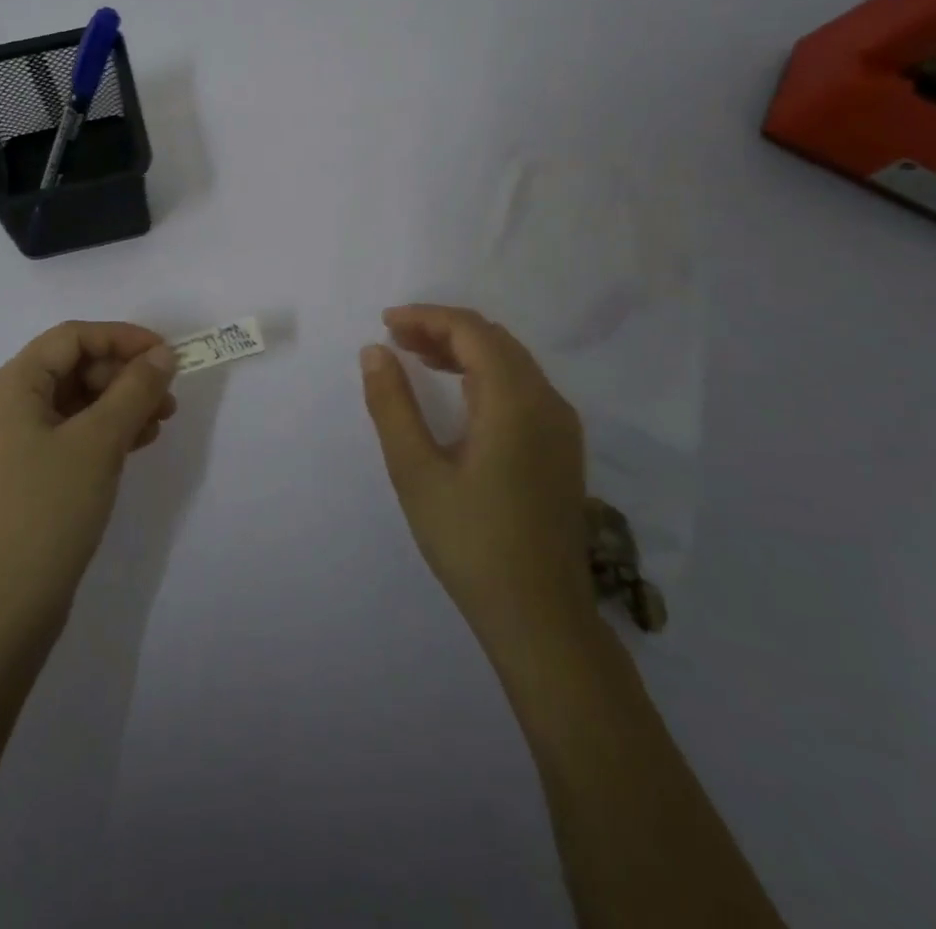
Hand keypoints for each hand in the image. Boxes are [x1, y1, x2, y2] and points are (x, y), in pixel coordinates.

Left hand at [0, 322, 178, 641]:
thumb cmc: (47, 512)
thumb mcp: (99, 443)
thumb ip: (135, 390)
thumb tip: (163, 355)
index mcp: (7, 386)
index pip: (71, 338)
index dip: (122, 338)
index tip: (167, 355)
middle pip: (69, 369)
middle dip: (123, 376)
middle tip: (167, 398)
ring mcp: (4, 445)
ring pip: (69, 405)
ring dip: (117, 405)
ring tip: (159, 423)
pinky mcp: (15, 478)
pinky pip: (63, 436)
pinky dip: (100, 434)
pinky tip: (134, 445)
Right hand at [361, 304, 593, 648]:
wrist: (540, 617)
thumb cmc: (471, 542)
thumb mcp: (416, 472)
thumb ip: (392, 405)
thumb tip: (375, 351)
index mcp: (515, 401)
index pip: (471, 331)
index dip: (427, 317)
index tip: (385, 323)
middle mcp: (547, 401)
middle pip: (494, 340)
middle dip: (443, 329)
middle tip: (395, 339)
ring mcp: (560, 425)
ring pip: (511, 362)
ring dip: (464, 350)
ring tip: (415, 357)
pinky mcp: (561, 448)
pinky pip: (522, 387)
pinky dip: (484, 374)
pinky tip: (456, 392)